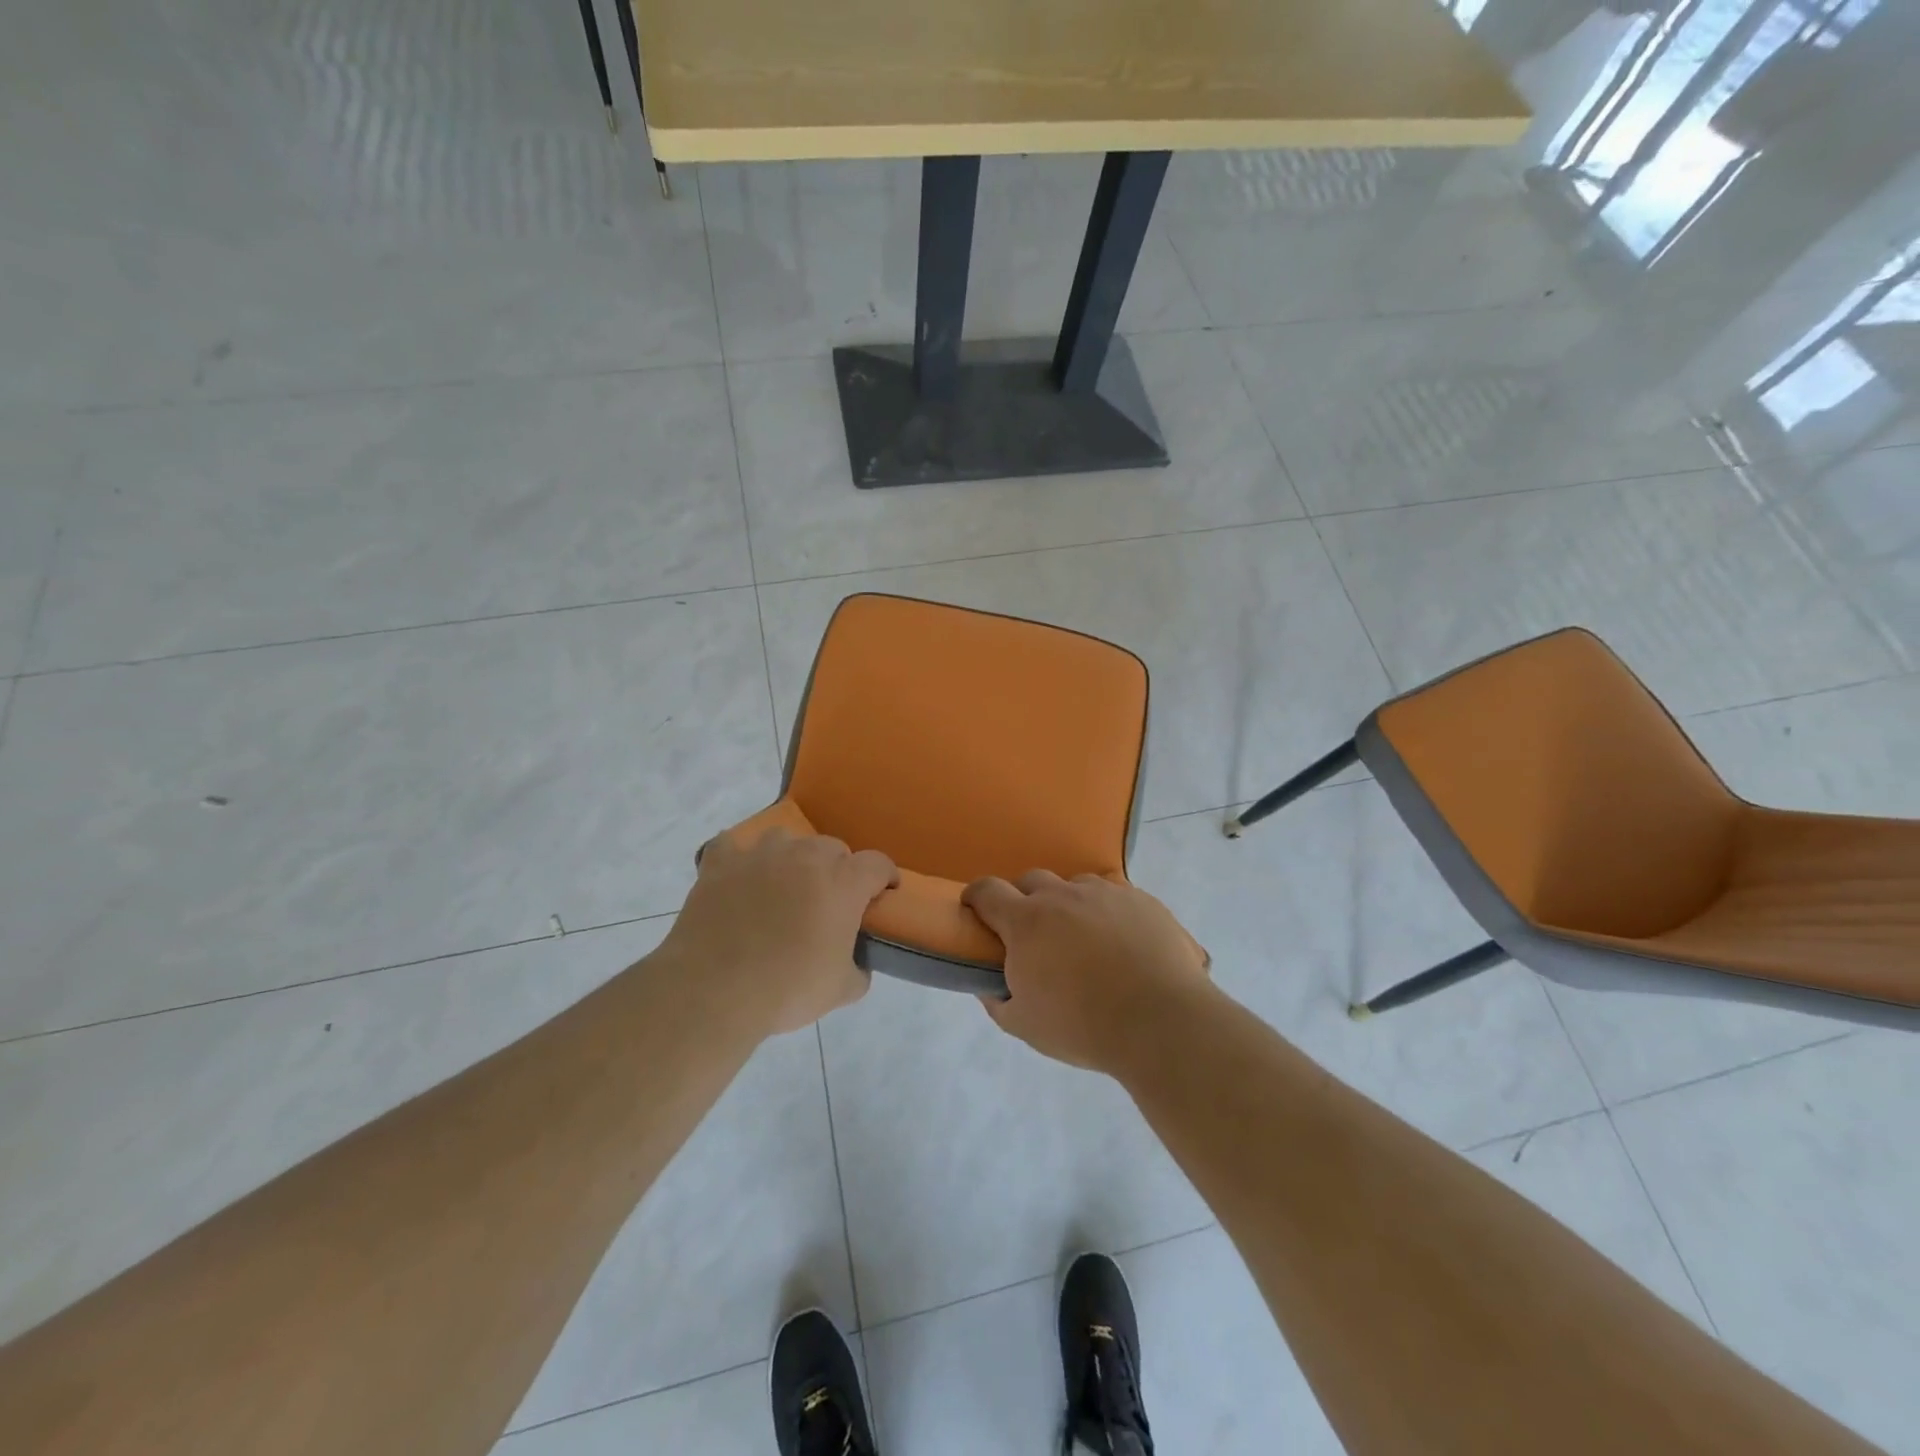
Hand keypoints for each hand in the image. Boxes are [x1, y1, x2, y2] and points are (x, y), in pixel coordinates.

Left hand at [657, 828, 898, 1038]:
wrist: (713, 991)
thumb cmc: (787, 989)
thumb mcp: (842, 991)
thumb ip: (860, 969)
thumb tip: (858, 963)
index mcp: (842, 882)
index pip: (878, 864)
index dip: (884, 878)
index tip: (882, 894)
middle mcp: (805, 857)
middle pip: (833, 848)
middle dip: (837, 870)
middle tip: (828, 902)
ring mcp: (760, 854)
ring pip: (786, 840)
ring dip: (791, 859)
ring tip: (782, 887)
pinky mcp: (720, 863)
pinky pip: (731, 845)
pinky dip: (737, 858)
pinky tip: (738, 877)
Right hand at [961, 871, 1209, 1072]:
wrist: (1161, 1022)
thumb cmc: (1083, 1026)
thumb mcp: (1024, 1025)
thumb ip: (998, 1000)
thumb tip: (990, 985)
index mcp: (1027, 921)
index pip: (987, 891)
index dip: (976, 898)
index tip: (976, 911)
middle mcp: (1064, 896)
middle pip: (1032, 880)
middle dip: (1024, 900)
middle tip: (1035, 935)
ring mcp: (1107, 894)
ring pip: (1077, 886)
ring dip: (1070, 905)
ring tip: (1085, 940)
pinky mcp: (1143, 901)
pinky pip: (1117, 898)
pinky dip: (1110, 914)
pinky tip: (1124, 946)